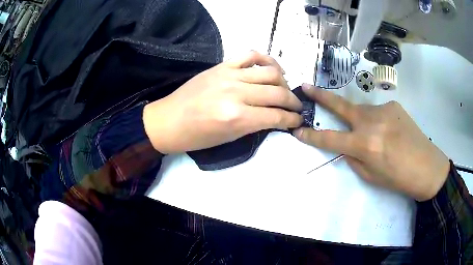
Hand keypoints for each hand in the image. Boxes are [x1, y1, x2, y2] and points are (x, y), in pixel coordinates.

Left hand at [143, 51, 302, 153]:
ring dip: (284, 82)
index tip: (298, 120)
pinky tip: (272, 68)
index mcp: (237, 118)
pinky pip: (250, 55)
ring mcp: (229, 75)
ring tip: (285, 89)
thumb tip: (276, 117)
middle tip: (296, 107)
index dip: (292, 119)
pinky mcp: (221, 65)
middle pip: (278, 92)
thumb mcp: (229, 138)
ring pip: (270, 72)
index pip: (277, 116)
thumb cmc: (197, 137)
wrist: (169, 121)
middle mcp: (237, 93)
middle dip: (293, 102)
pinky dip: (266, 60)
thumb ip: (256, 125)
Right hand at [294, 84, 449, 200]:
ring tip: (374, 135)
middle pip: (341, 106)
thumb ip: (353, 158)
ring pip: (362, 111)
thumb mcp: (370, 176)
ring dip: (360, 120)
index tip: (297, 131)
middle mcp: (371, 122)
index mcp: (365, 145)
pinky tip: (390, 131)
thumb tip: (345, 145)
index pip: (330, 139)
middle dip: (321, 96)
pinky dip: (377, 121)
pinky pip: (377, 112)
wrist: (427, 167)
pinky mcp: (393, 105)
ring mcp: (383, 110)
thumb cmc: (398, 178)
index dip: (311, 136)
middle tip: (306, 86)